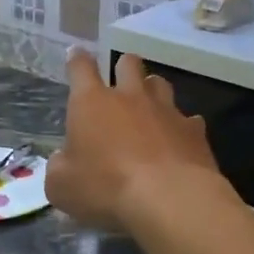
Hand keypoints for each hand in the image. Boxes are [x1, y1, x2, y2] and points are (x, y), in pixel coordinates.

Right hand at [45, 51, 221, 233]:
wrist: (168, 199)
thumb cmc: (105, 187)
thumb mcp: (61, 186)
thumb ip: (59, 167)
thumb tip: (64, 160)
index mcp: (92, 103)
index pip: (81, 68)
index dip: (77, 59)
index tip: (76, 54)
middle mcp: (130, 97)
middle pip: (128, 63)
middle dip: (122, 67)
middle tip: (119, 82)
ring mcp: (166, 110)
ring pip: (160, 84)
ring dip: (152, 91)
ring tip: (149, 108)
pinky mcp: (194, 131)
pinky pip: (188, 120)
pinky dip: (181, 127)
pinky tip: (178, 143)